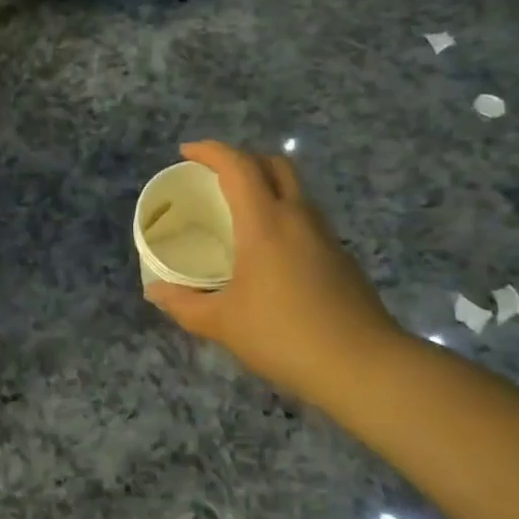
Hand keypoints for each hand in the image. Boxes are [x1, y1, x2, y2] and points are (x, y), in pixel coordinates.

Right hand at [146, 141, 406, 406]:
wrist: (364, 367)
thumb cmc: (284, 335)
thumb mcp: (222, 323)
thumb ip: (184, 304)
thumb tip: (154, 293)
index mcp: (265, 222)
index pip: (238, 166)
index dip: (210, 151)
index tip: (185, 152)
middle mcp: (298, 217)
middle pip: (274, 165)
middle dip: (243, 159)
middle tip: (215, 177)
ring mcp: (326, 236)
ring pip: (295, 191)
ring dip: (266, 187)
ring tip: (239, 213)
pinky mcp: (342, 258)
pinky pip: (306, 219)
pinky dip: (283, 216)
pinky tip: (269, 252)